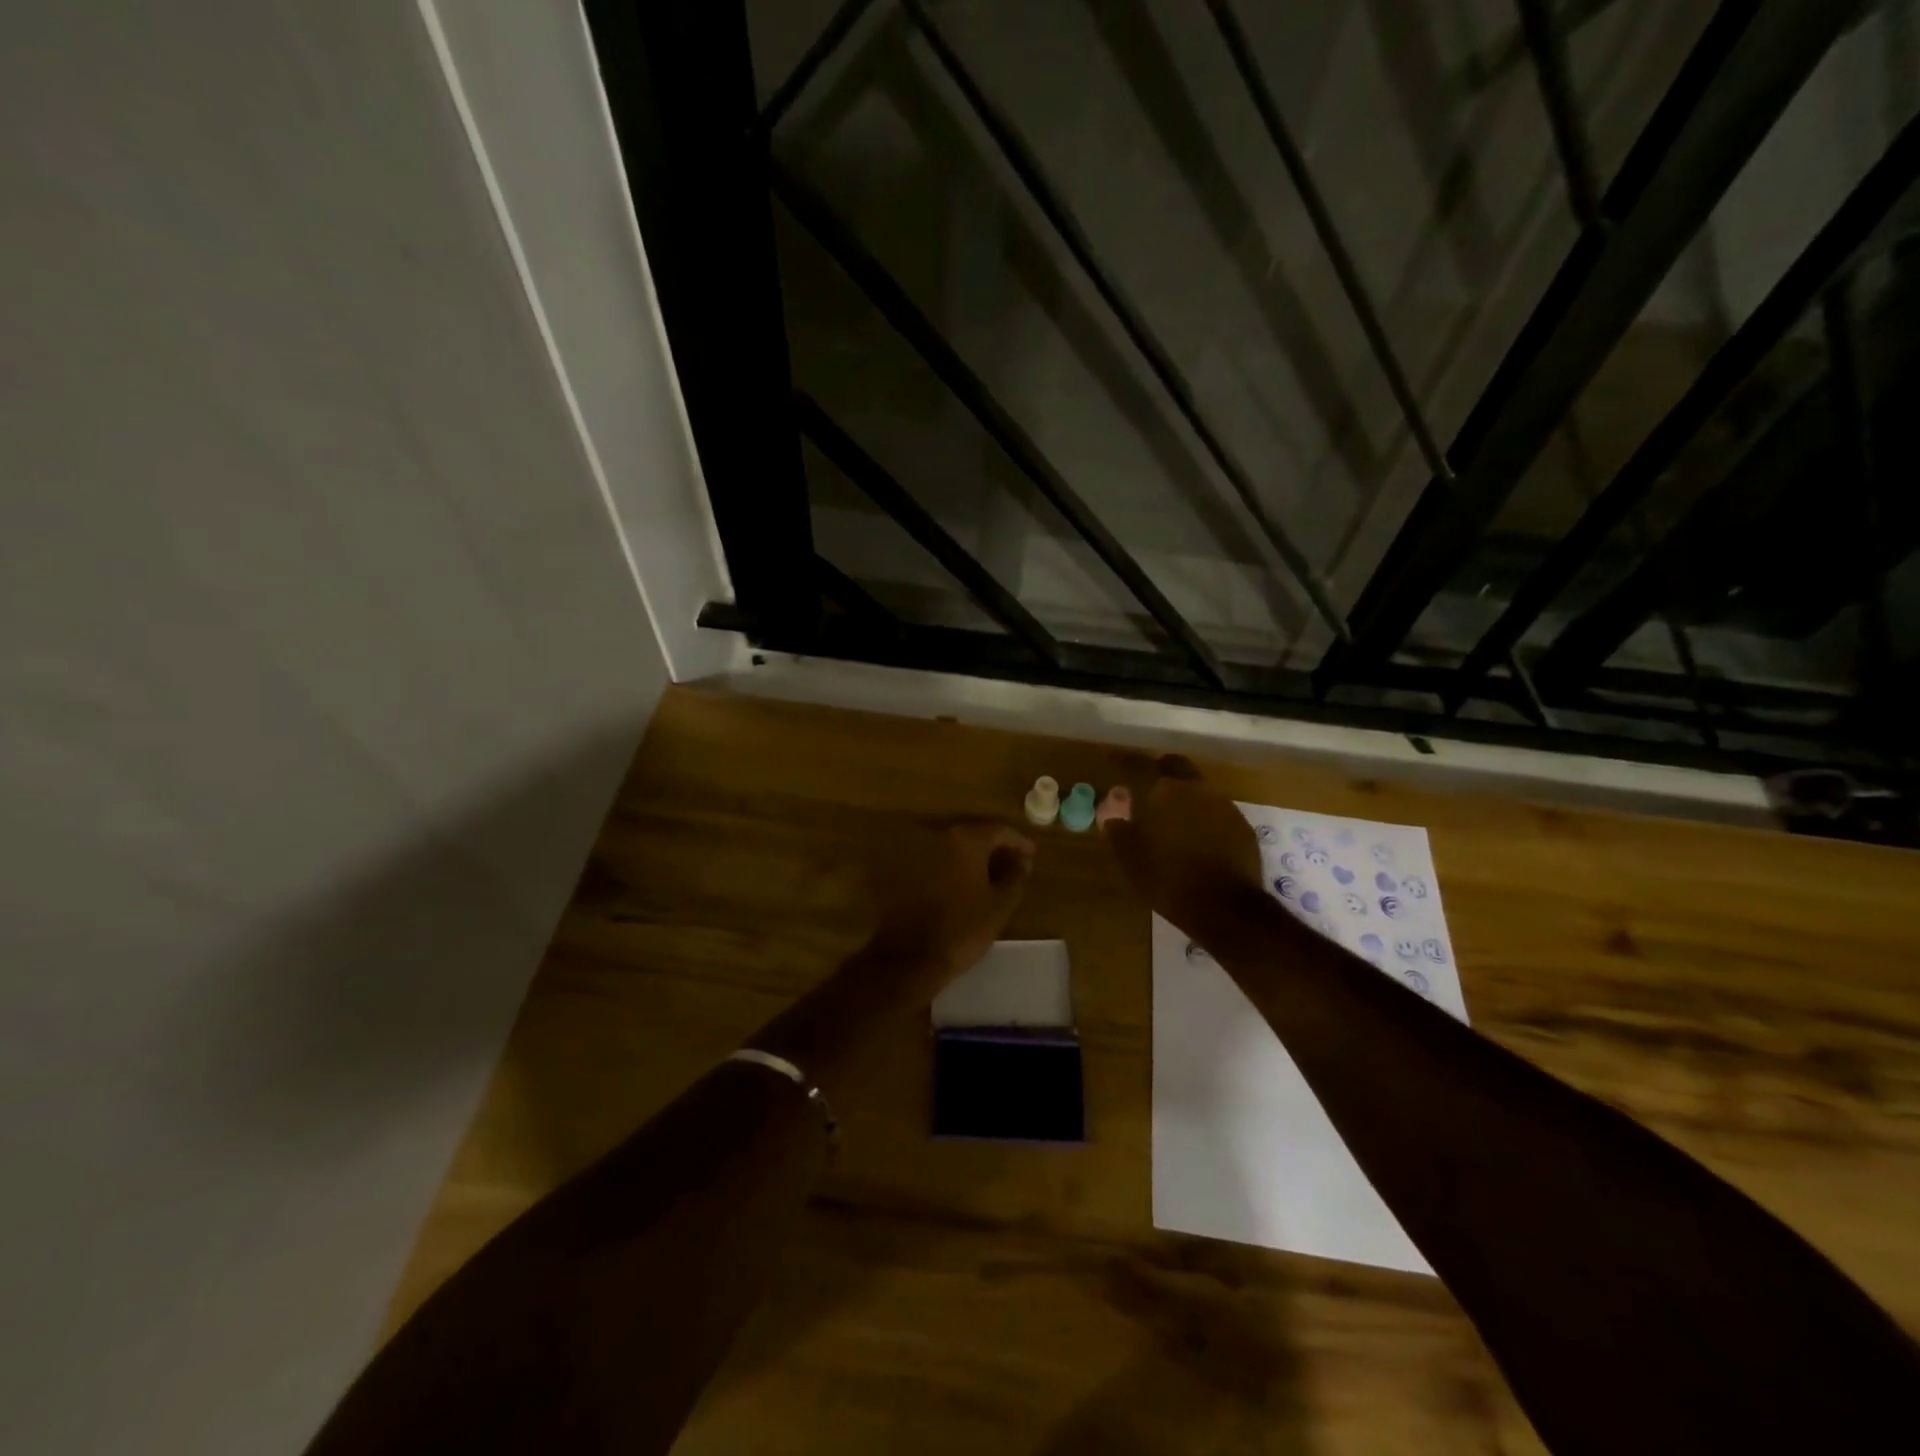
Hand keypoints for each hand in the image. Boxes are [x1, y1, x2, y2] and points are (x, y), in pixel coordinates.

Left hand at [867, 821, 1034, 983]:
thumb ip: (1016, 876)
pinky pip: (941, 863)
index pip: (999, 830)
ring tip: (995, 878)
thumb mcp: (1001, 904)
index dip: (1018, 842)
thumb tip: (1022, 860)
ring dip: (977, 860)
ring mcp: (920, 854)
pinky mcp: (908, 873)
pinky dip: (958, 869)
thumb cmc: (963, 928)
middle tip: (1016, 865)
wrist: (912, 957)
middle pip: (976, 836)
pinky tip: (969, 887)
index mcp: (966, 840)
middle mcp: (941, 838)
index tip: (1032, 854)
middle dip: (997, 849)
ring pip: (957, 850)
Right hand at [1104, 755, 1263, 935]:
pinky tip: (1196, 835)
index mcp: (1162, 791)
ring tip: (1170, 814)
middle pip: (1174, 765)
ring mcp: (1222, 804)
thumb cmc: (1168, 879)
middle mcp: (1194, 788)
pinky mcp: (1241, 824)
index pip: (1137, 764)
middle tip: (1144, 785)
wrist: (1226, 907)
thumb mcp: (1131, 859)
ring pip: (1197, 786)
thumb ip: (1119, 832)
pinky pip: (1216, 809)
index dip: (1122, 760)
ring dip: (1182, 793)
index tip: (1111, 759)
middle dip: (1158, 770)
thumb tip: (1114, 817)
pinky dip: (1202, 814)